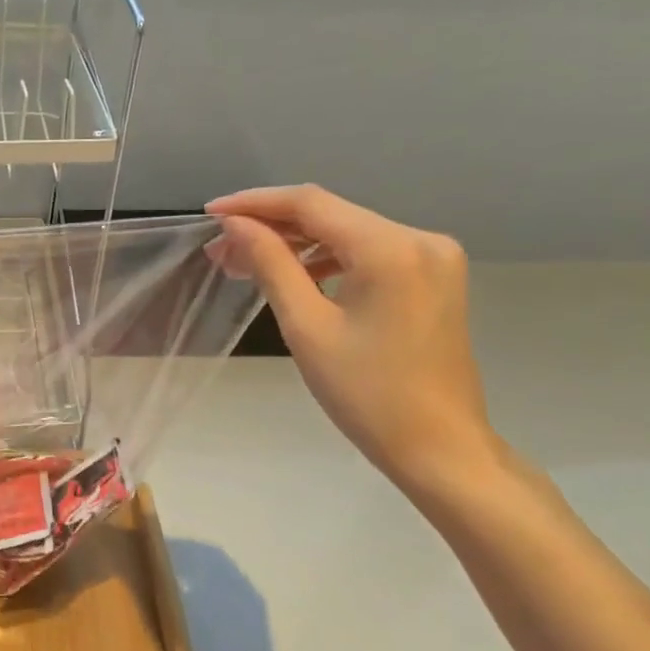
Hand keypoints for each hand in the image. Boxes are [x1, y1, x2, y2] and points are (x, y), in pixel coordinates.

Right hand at [206, 186, 497, 494]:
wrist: (439, 447)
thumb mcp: (307, 327)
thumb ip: (271, 264)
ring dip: (297, 243)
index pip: (311, 203)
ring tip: (248, 265)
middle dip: (272, 226)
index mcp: (391, 248)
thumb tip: (236, 224)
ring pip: (348, 232)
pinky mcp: (434, 277)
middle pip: (331, 214)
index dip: (255, 203)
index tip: (210, 213)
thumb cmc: (366, 394)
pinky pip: (370, 252)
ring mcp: (433, 257)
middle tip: (221, 250)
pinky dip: (329, 258)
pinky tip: (297, 275)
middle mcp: (420, 238)